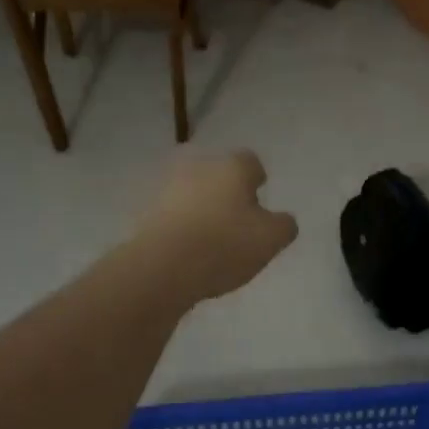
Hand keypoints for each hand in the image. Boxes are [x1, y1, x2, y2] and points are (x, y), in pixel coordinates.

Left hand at [135, 151, 298, 302]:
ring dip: (200, 206)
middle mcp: (198, 166)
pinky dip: (179, 224)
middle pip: (218, 174)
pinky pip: (169, 212)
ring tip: (209, 237)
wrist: (162, 266)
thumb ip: (284, 225)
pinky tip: (186, 248)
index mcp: (232, 167)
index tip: (259, 199)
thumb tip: (282, 220)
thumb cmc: (224, 245)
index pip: (250, 162)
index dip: (257, 179)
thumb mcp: (271, 240)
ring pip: (191, 191)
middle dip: (226, 191)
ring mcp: (166, 186)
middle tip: (235, 219)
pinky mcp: (144, 210)